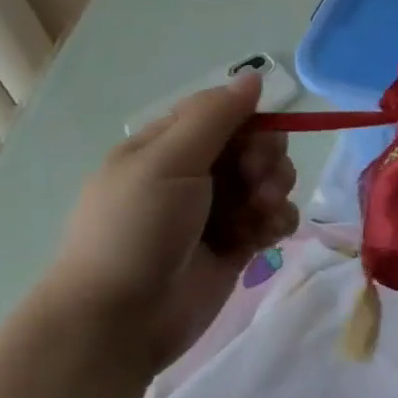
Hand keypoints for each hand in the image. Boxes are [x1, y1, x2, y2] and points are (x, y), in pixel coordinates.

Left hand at [39, 75, 298, 375]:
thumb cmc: (136, 230)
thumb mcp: (168, 161)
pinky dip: (278, 221)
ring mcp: (216, 211)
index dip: (250, 123)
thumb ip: (215, 116)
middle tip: (258, 182)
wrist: (118, 322)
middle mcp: (193, 174)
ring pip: (269, 180)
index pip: (224, 114)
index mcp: (166, 146)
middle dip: (267, 159)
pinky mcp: (236, 246)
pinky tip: (268, 235)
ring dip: (275, 190)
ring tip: (262, 214)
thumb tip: (253, 75)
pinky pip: (273, 218)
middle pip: (254, 145)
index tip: (255, 142)